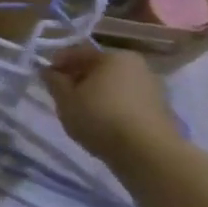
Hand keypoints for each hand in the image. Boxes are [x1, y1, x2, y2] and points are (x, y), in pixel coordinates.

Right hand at [41, 46, 183, 176]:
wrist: (149, 154)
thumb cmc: (100, 118)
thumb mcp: (65, 99)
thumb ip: (54, 82)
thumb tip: (48, 71)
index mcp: (113, 56)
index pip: (78, 52)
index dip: (58, 62)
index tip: (46, 77)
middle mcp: (137, 66)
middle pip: (99, 68)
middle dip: (79, 78)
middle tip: (63, 95)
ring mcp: (153, 88)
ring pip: (115, 85)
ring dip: (98, 94)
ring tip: (83, 112)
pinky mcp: (161, 111)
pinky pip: (128, 102)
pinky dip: (114, 107)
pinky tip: (104, 123)